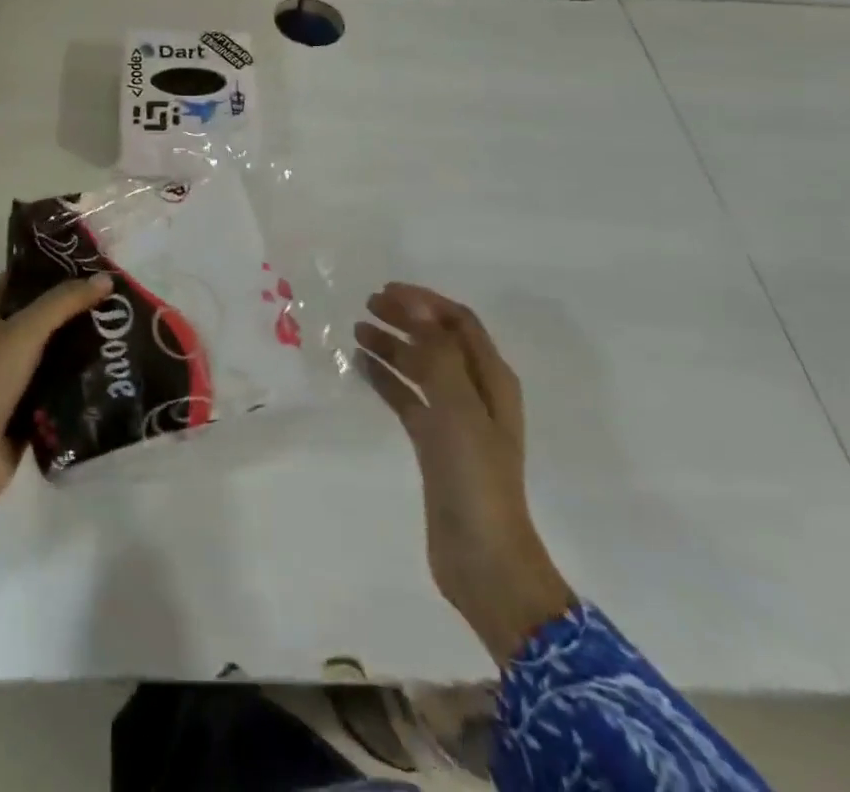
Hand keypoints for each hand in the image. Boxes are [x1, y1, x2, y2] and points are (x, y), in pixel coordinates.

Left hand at [0, 271, 112, 509]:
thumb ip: (64, 302)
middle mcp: (0, 341)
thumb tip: (105, 278)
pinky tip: (113, 369)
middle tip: (117, 296)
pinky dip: (81, 379)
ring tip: (123, 329)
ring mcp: (14, 376)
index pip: (21, 278)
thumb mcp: (24, 332)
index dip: (51, 266)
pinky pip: (60, 385)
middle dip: (76, 306)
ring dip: (83, 343)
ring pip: (55, 351)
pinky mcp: (28, 408)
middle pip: (43, 314)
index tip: (89, 260)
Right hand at [356, 283, 575, 664]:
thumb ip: (437, 352)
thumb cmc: (475, 477)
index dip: (425, 301)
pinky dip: (386, 378)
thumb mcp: (458, 407)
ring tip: (357, 330)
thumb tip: (416, 303)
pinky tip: (361, 366)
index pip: (459, 322)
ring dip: (392, 345)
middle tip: (368, 305)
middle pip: (438, 340)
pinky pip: (407, 398)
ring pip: (419, 367)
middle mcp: (475, 392)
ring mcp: (454, 419)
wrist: (482, 559)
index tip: (388, 290)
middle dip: (406, 318)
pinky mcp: (433, 444)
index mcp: (492, 379)